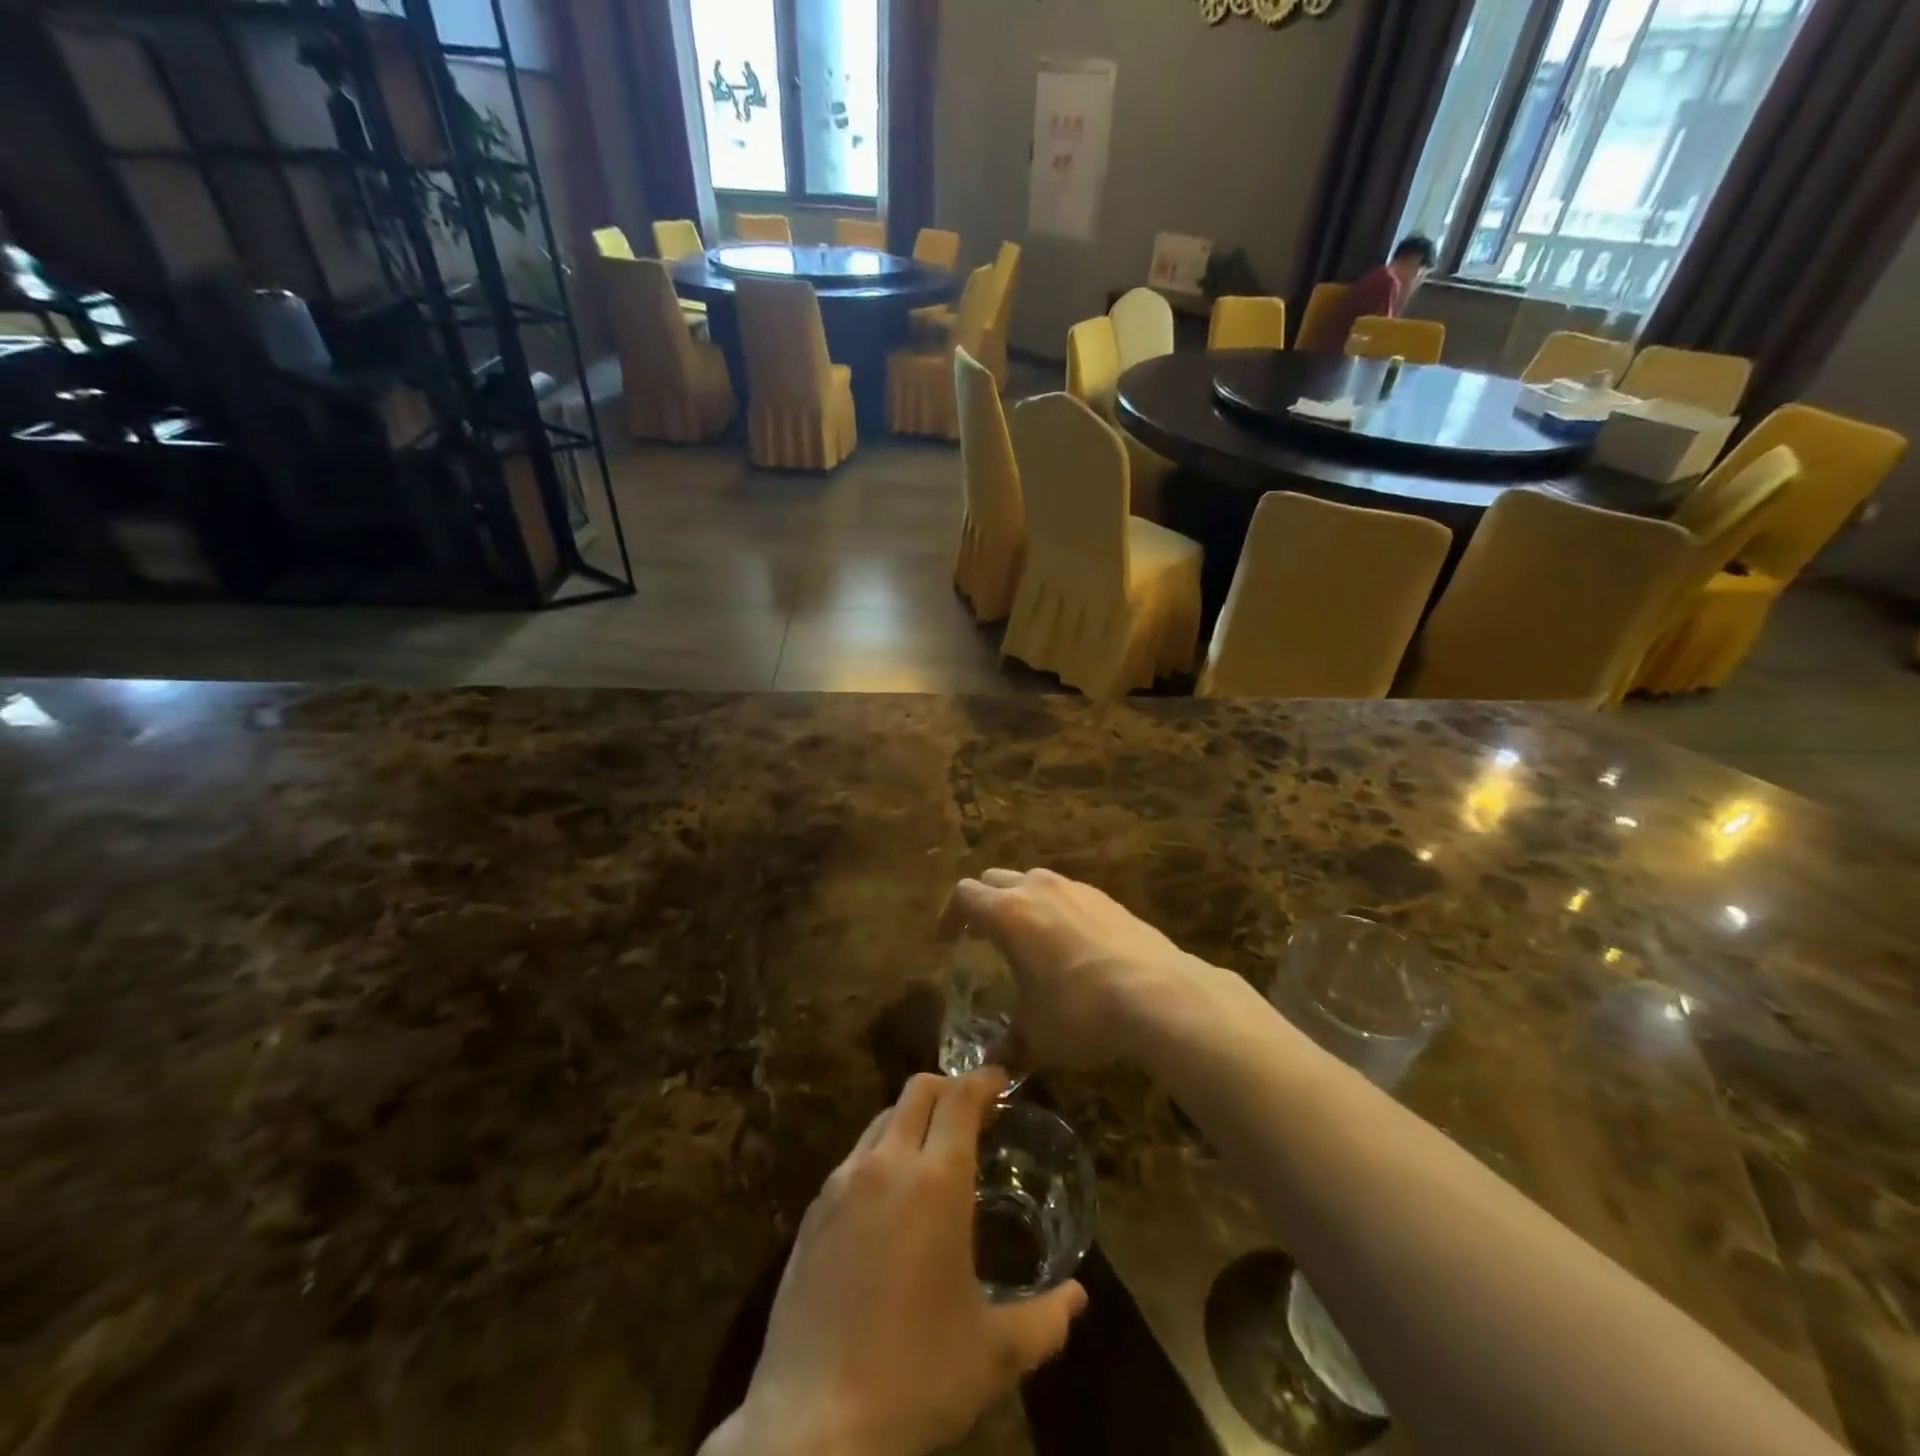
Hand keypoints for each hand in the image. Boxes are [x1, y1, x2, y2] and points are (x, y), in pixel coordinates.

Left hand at [708, 1072, 1085, 1455]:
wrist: (813, 1425)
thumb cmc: (916, 1378)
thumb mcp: (994, 1354)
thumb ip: (1046, 1320)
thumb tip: (1079, 1298)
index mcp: (935, 1182)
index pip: (960, 1099)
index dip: (983, 1080)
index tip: (1000, 1081)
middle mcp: (886, 1165)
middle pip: (917, 1091)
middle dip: (948, 1089)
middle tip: (972, 1114)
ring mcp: (841, 1185)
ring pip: (881, 1120)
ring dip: (911, 1119)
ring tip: (932, 1154)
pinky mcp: (812, 1212)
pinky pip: (853, 1158)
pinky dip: (880, 1154)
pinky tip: (889, 1201)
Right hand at [939, 869, 1204, 1070]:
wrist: (1160, 994)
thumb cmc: (1082, 1011)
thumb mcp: (1038, 1036)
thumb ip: (1011, 1045)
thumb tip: (994, 1065)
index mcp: (1008, 913)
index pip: (964, 896)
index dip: (950, 916)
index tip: (948, 940)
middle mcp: (1038, 889)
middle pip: (995, 879)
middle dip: (983, 903)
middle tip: (982, 935)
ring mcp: (1077, 889)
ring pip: (1034, 880)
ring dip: (1021, 901)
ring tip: (1026, 937)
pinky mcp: (1108, 899)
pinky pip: (1068, 894)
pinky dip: (1056, 909)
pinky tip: (1070, 945)